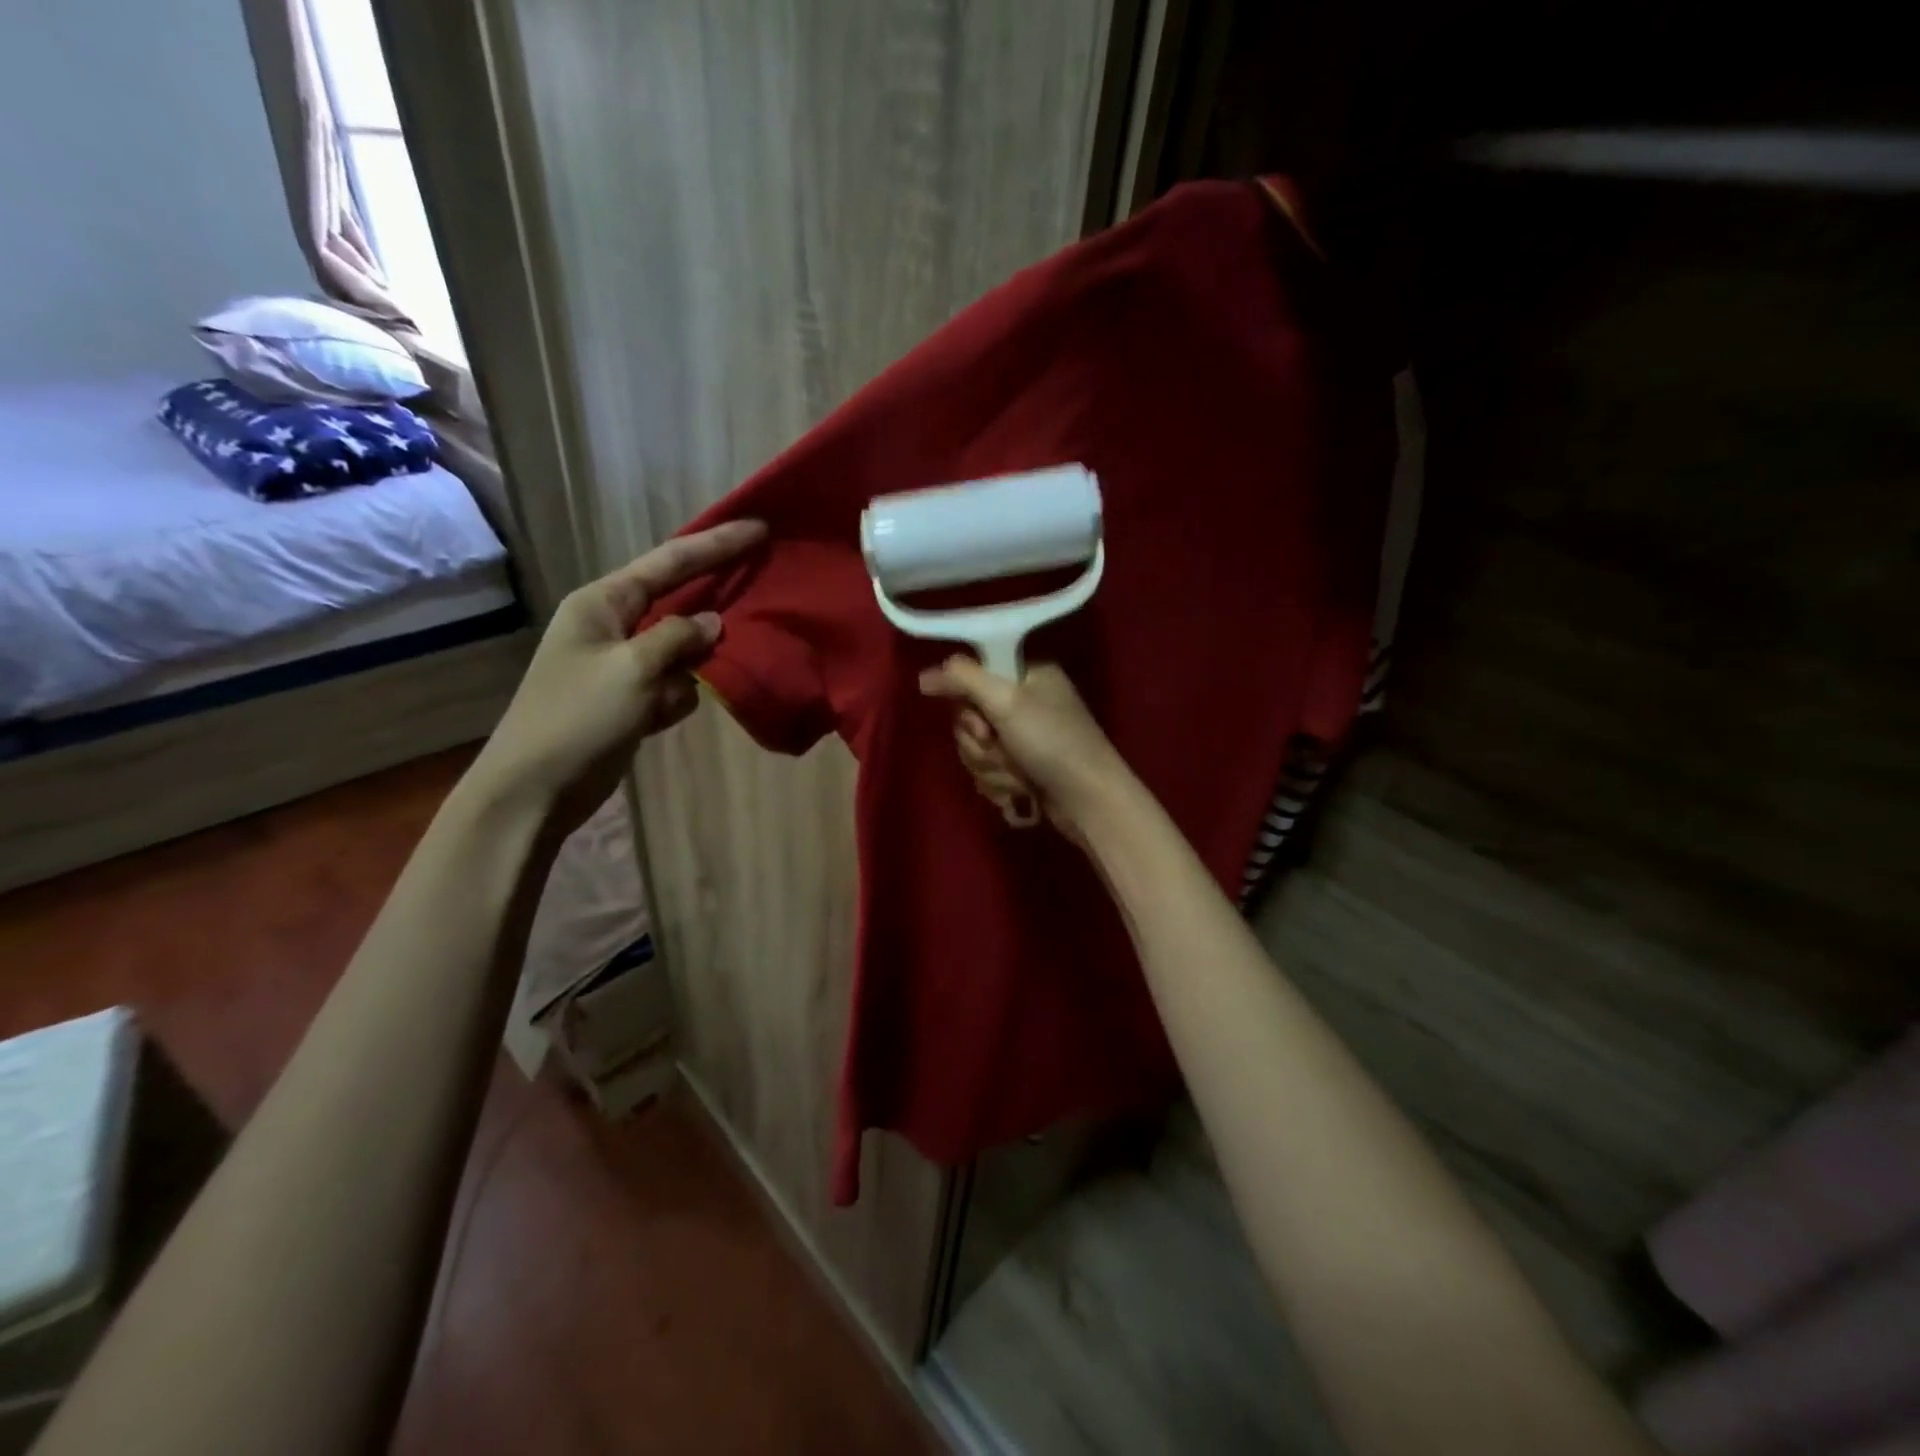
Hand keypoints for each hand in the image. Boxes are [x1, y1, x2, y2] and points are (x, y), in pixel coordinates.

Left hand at [471, 520, 766, 826]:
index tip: (759, 529)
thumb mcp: (634, 669)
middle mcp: (612, 625)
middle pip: (678, 602)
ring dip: (690, 670)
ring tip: (674, 692)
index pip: (670, 562)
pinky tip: (658, 718)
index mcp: (602, 603)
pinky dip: (675, 699)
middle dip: (712, 606)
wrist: (535, 790)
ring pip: (681, 650)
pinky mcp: (630, 699)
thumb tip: (713, 623)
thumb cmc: (578, 719)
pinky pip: (673, 685)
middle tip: (760, 594)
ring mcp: (621, 665)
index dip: (716, 544)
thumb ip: (679, 638)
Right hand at [918, 657, 1134, 839]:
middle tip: (999, 749)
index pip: (972, 677)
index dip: (967, 705)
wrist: (1088, 800)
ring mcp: (1027, 737)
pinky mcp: (1026, 768)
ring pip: (977, 749)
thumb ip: (962, 679)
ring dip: (991, 767)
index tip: (980, 724)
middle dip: (980, 744)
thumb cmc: (1051, 742)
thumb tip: (924, 676)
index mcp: (1027, 674)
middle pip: (970, 717)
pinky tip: (1020, 791)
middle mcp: (1027, 701)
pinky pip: (991, 771)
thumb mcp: (1005, 700)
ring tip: (1017, 776)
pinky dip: (1001, 784)